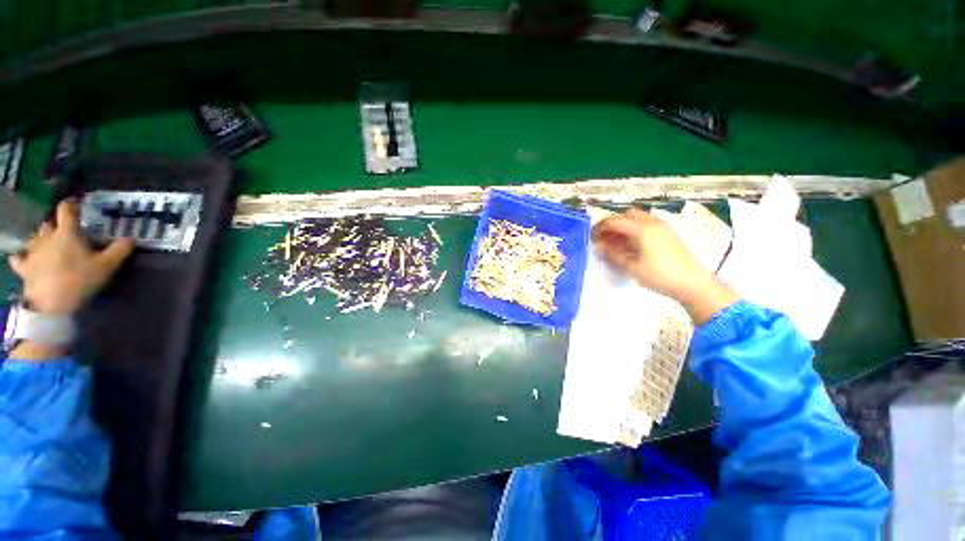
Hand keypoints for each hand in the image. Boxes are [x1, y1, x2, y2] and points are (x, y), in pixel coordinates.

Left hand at [8, 200, 134, 316]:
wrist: (51, 304)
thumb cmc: (80, 280)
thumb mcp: (107, 266)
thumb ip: (119, 250)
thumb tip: (130, 238)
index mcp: (67, 232)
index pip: (66, 209)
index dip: (71, 205)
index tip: (77, 204)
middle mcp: (47, 236)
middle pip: (48, 224)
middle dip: (55, 225)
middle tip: (65, 232)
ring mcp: (32, 252)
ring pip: (34, 238)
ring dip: (41, 239)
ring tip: (48, 245)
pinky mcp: (24, 267)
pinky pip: (18, 257)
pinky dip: (21, 256)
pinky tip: (24, 258)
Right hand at [592, 209, 738, 323]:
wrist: (693, 283)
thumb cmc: (659, 275)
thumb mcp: (631, 266)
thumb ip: (613, 254)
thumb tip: (598, 246)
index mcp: (641, 229)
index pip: (614, 221)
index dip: (599, 228)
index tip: (590, 238)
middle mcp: (651, 222)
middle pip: (626, 215)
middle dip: (612, 224)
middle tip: (604, 238)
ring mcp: (662, 227)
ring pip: (638, 218)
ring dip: (624, 226)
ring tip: (616, 242)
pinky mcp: (668, 233)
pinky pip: (646, 224)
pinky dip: (634, 229)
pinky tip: (632, 244)